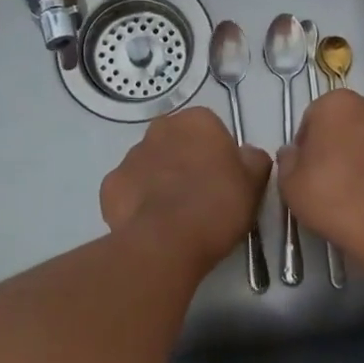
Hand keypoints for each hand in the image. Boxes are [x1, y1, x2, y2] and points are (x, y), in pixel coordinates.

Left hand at [101, 107, 273, 269]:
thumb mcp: (254, 183)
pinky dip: (138, 201)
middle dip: (186, 161)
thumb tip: (247, 155)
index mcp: (197, 120)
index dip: (219, 154)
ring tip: (175, 215)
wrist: (166, 242)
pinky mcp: (109, 185)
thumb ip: (254, 160)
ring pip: (151, 164)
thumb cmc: (217, 205)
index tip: (224, 180)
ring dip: (161, 180)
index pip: (211, 129)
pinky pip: (130, 189)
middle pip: (177, 142)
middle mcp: (160, 129)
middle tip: (201, 195)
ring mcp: (130, 156)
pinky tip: (152, 223)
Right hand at [277, 90, 363, 254]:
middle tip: (328, 179)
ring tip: (355, 193)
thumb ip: (288, 161)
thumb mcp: (290, 183)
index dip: (306, 145)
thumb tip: (291, 154)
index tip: (304, 170)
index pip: (313, 118)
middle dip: (338, 145)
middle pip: (347, 124)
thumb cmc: (330, 193)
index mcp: (337, 103)